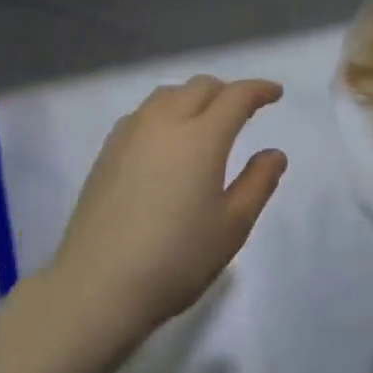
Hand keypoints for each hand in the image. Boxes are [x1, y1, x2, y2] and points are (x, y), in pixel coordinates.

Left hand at [47, 76, 287, 345]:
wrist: (97, 285)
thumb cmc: (175, 259)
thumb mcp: (231, 227)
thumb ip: (258, 183)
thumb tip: (275, 154)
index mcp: (201, 136)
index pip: (236, 96)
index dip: (259, 90)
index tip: (275, 93)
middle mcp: (166, 120)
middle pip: (201, 87)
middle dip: (227, 91)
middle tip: (244, 110)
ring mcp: (132, 132)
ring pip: (169, 94)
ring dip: (194, 97)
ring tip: (205, 119)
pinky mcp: (108, 149)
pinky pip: (144, 112)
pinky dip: (165, 111)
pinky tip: (166, 138)